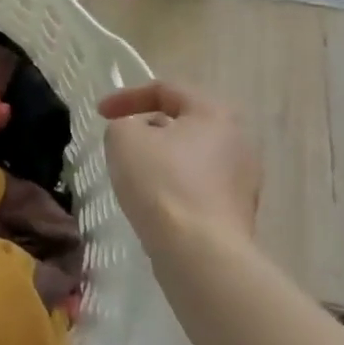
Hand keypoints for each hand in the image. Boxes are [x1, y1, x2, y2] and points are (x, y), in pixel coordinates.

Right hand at [98, 81, 259, 252]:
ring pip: (192, 157)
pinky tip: (155, 203)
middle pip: (183, 122)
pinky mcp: (239, 213)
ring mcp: (243, 180)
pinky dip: (175, 186)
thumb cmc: (162, 183)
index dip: (126, 96)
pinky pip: (199, 187)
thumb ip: (123, 123)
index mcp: (214, 113)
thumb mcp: (123, 138)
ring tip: (134, 174)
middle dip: (148, 127)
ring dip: (162, 159)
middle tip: (121, 140)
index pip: (165, 90)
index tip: (100, 114)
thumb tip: (135, 134)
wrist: (201, 255)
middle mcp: (238, 141)